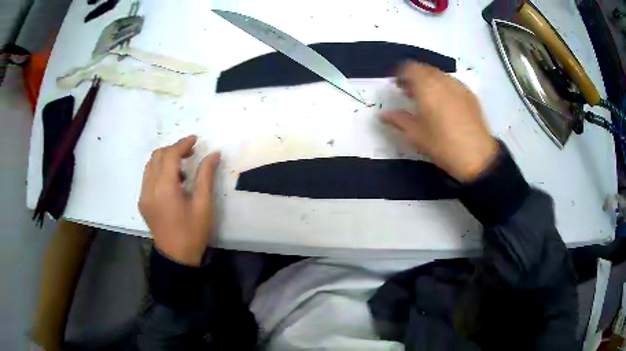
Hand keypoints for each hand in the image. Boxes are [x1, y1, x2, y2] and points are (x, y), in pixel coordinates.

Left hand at [139, 135, 220, 265]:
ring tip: (182, 167)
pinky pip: (148, 177)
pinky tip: (172, 182)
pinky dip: (159, 171)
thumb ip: (206, 176)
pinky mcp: (142, 202)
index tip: (195, 139)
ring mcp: (143, 196)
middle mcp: (149, 188)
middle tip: (191, 153)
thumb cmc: (193, 233)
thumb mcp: (203, 205)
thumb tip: (214, 154)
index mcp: (165, 189)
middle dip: (173, 149)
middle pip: (157, 156)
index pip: (170, 155)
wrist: (176, 258)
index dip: (183, 144)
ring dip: (165, 159)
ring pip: (150, 165)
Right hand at [382, 62, 497, 181]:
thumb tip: (382, 115)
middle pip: (424, 69)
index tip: (396, 86)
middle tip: (408, 92)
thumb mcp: (416, 135)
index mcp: (426, 87)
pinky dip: (443, 87)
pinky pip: (452, 83)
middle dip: (414, 77)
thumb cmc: (443, 144)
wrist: (477, 156)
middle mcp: (442, 80)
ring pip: (439, 75)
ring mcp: (459, 86)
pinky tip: (444, 104)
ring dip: (429, 81)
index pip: (409, 68)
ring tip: (426, 98)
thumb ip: (398, 120)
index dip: (400, 74)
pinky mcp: (470, 95)